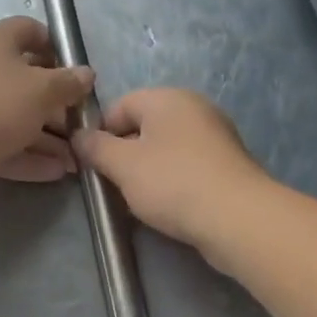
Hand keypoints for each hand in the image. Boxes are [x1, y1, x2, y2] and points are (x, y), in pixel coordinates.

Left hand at [0, 17, 94, 189]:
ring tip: (76, 158)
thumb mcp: (42, 91)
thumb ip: (69, 83)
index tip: (76, 69)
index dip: (55, 45)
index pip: (29, 30)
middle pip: (25, 80)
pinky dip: (28, 156)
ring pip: (16, 117)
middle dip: (57, 103)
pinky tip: (56, 172)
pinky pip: (3, 144)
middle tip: (81, 123)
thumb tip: (86, 74)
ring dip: (47, 137)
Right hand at [72, 90, 271, 259]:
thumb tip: (79, 136)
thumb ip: (95, 147)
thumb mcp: (122, 165)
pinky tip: (168, 206)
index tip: (92, 163)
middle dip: (124, 154)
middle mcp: (194, 109)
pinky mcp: (228, 165)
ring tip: (139, 200)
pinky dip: (173, 182)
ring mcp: (215, 136)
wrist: (238, 218)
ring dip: (147, 172)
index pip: (119, 105)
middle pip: (144, 126)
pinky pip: (188, 166)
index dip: (100, 132)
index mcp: (167, 98)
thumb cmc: (173, 182)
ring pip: (166, 149)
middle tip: (113, 184)